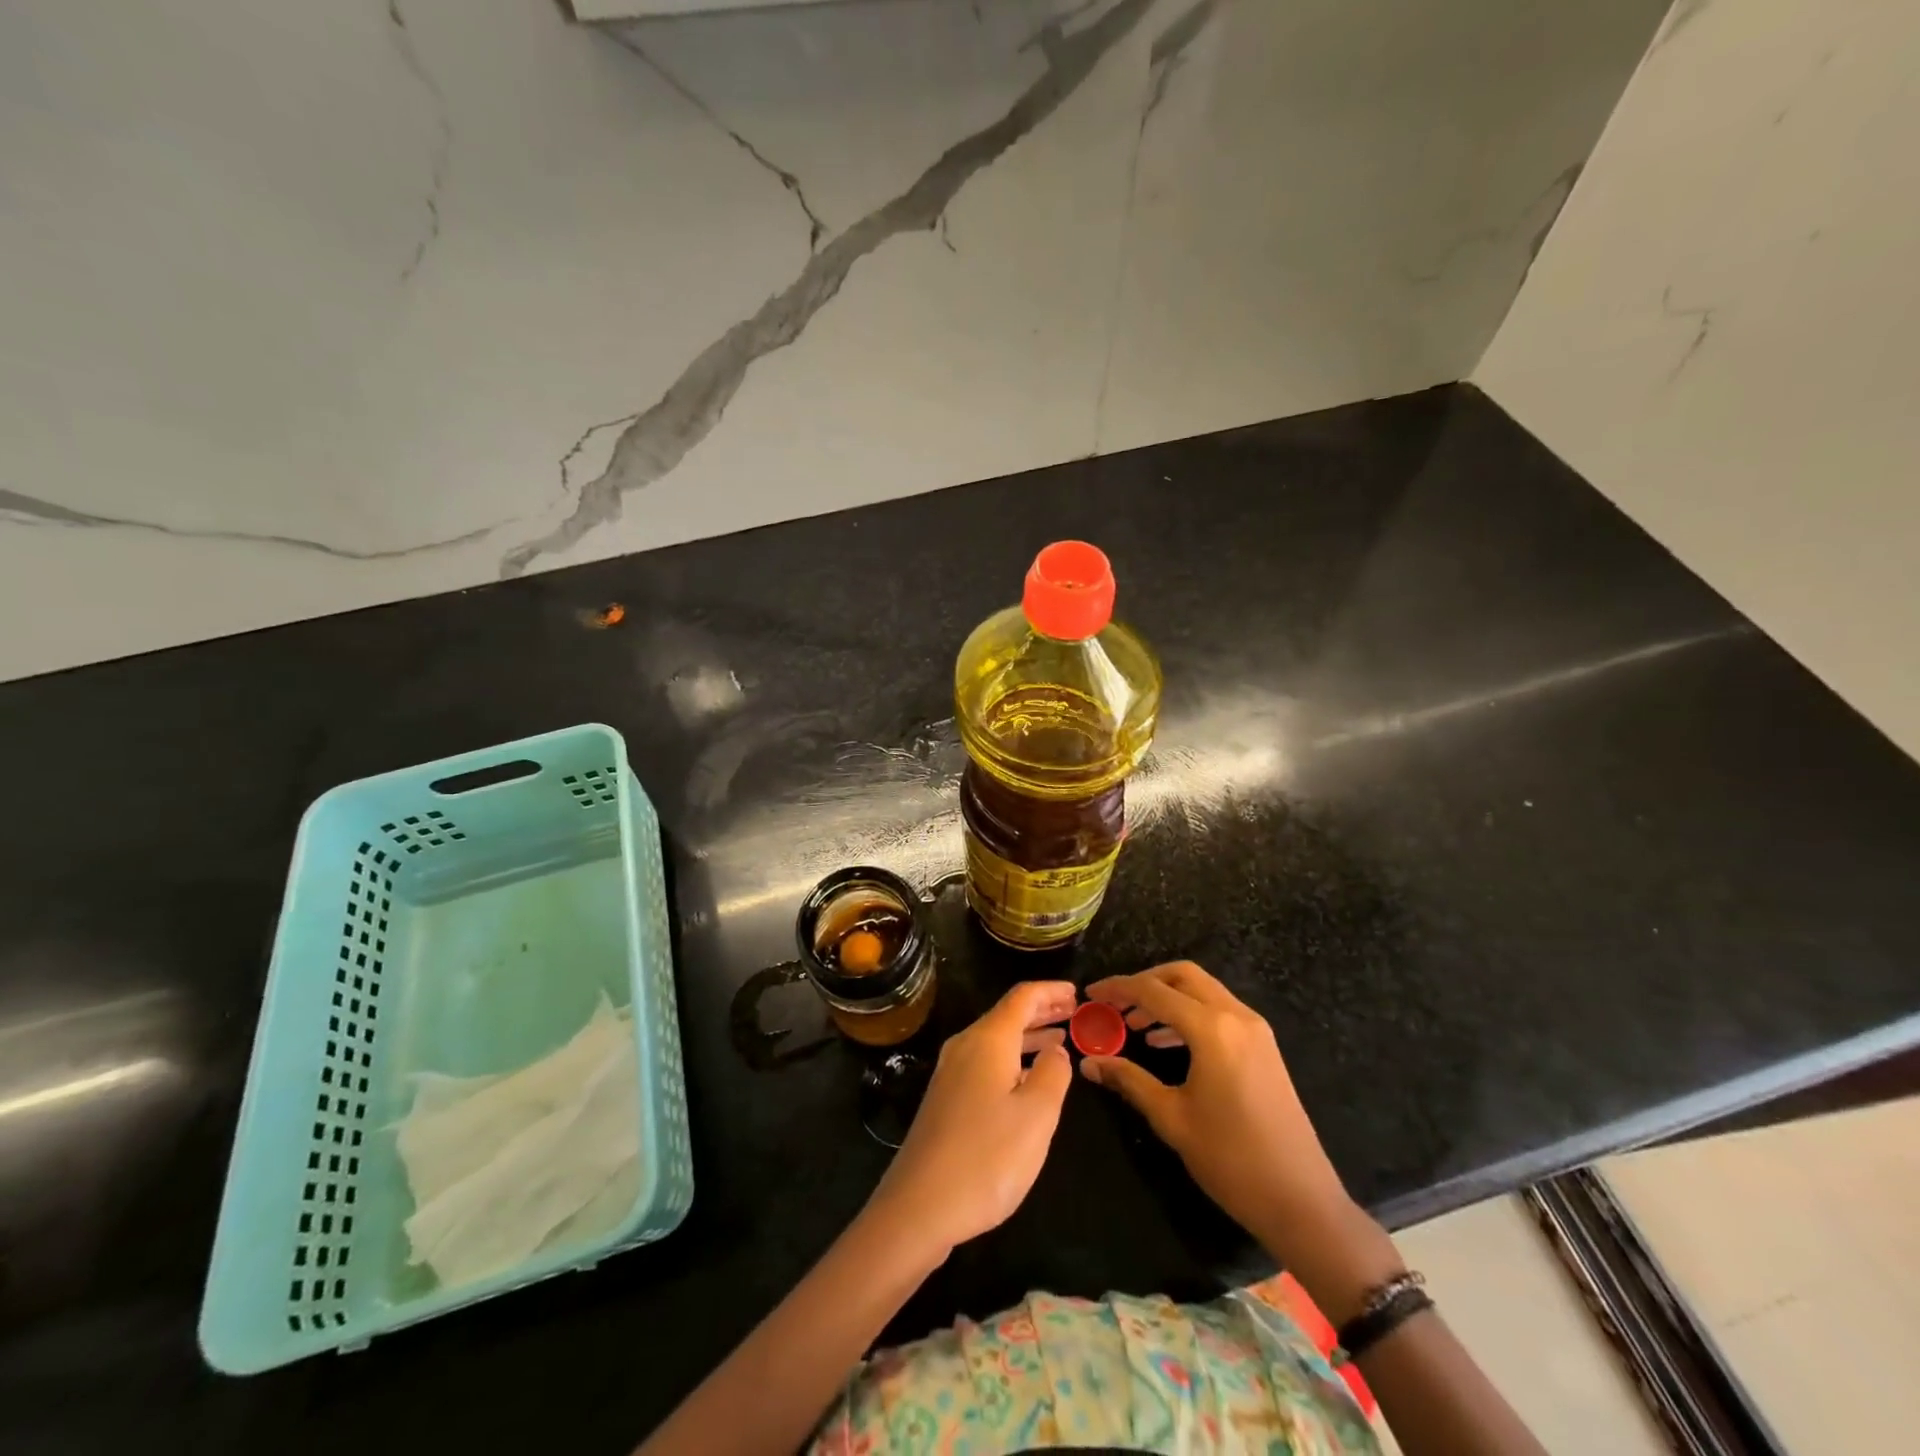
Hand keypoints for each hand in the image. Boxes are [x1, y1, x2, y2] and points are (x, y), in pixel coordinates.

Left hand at [865, 980, 1074, 1260]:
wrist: (918, 1206)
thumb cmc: (986, 1157)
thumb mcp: (1036, 1116)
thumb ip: (1053, 1075)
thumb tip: (1057, 1051)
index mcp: (988, 1040)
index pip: (1023, 997)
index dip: (1051, 990)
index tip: (1078, 993)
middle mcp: (965, 1046)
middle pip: (1007, 1015)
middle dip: (1042, 1011)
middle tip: (1074, 1013)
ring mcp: (950, 1073)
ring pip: (995, 1040)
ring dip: (1028, 1037)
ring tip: (1059, 1042)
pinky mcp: (945, 1098)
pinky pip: (985, 1061)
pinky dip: (1012, 1059)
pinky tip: (1026, 1079)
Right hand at [1080, 961, 1351, 1257]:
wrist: (1302, 1201)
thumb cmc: (1231, 1160)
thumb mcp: (1171, 1118)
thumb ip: (1129, 1080)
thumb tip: (1090, 1063)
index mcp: (1212, 1029)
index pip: (1154, 991)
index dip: (1118, 988)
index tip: (1090, 994)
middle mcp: (1236, 1017)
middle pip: (1182, 976)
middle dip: (1145, 982)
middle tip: (1115, 1004)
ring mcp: (1255, 1030)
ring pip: (1203, 990)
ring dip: (1167, 997)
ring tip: (1134, 1024)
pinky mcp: (1264, 1047)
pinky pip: (1219, 1011)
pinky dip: (1189, 1013)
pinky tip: (1166, 1041)